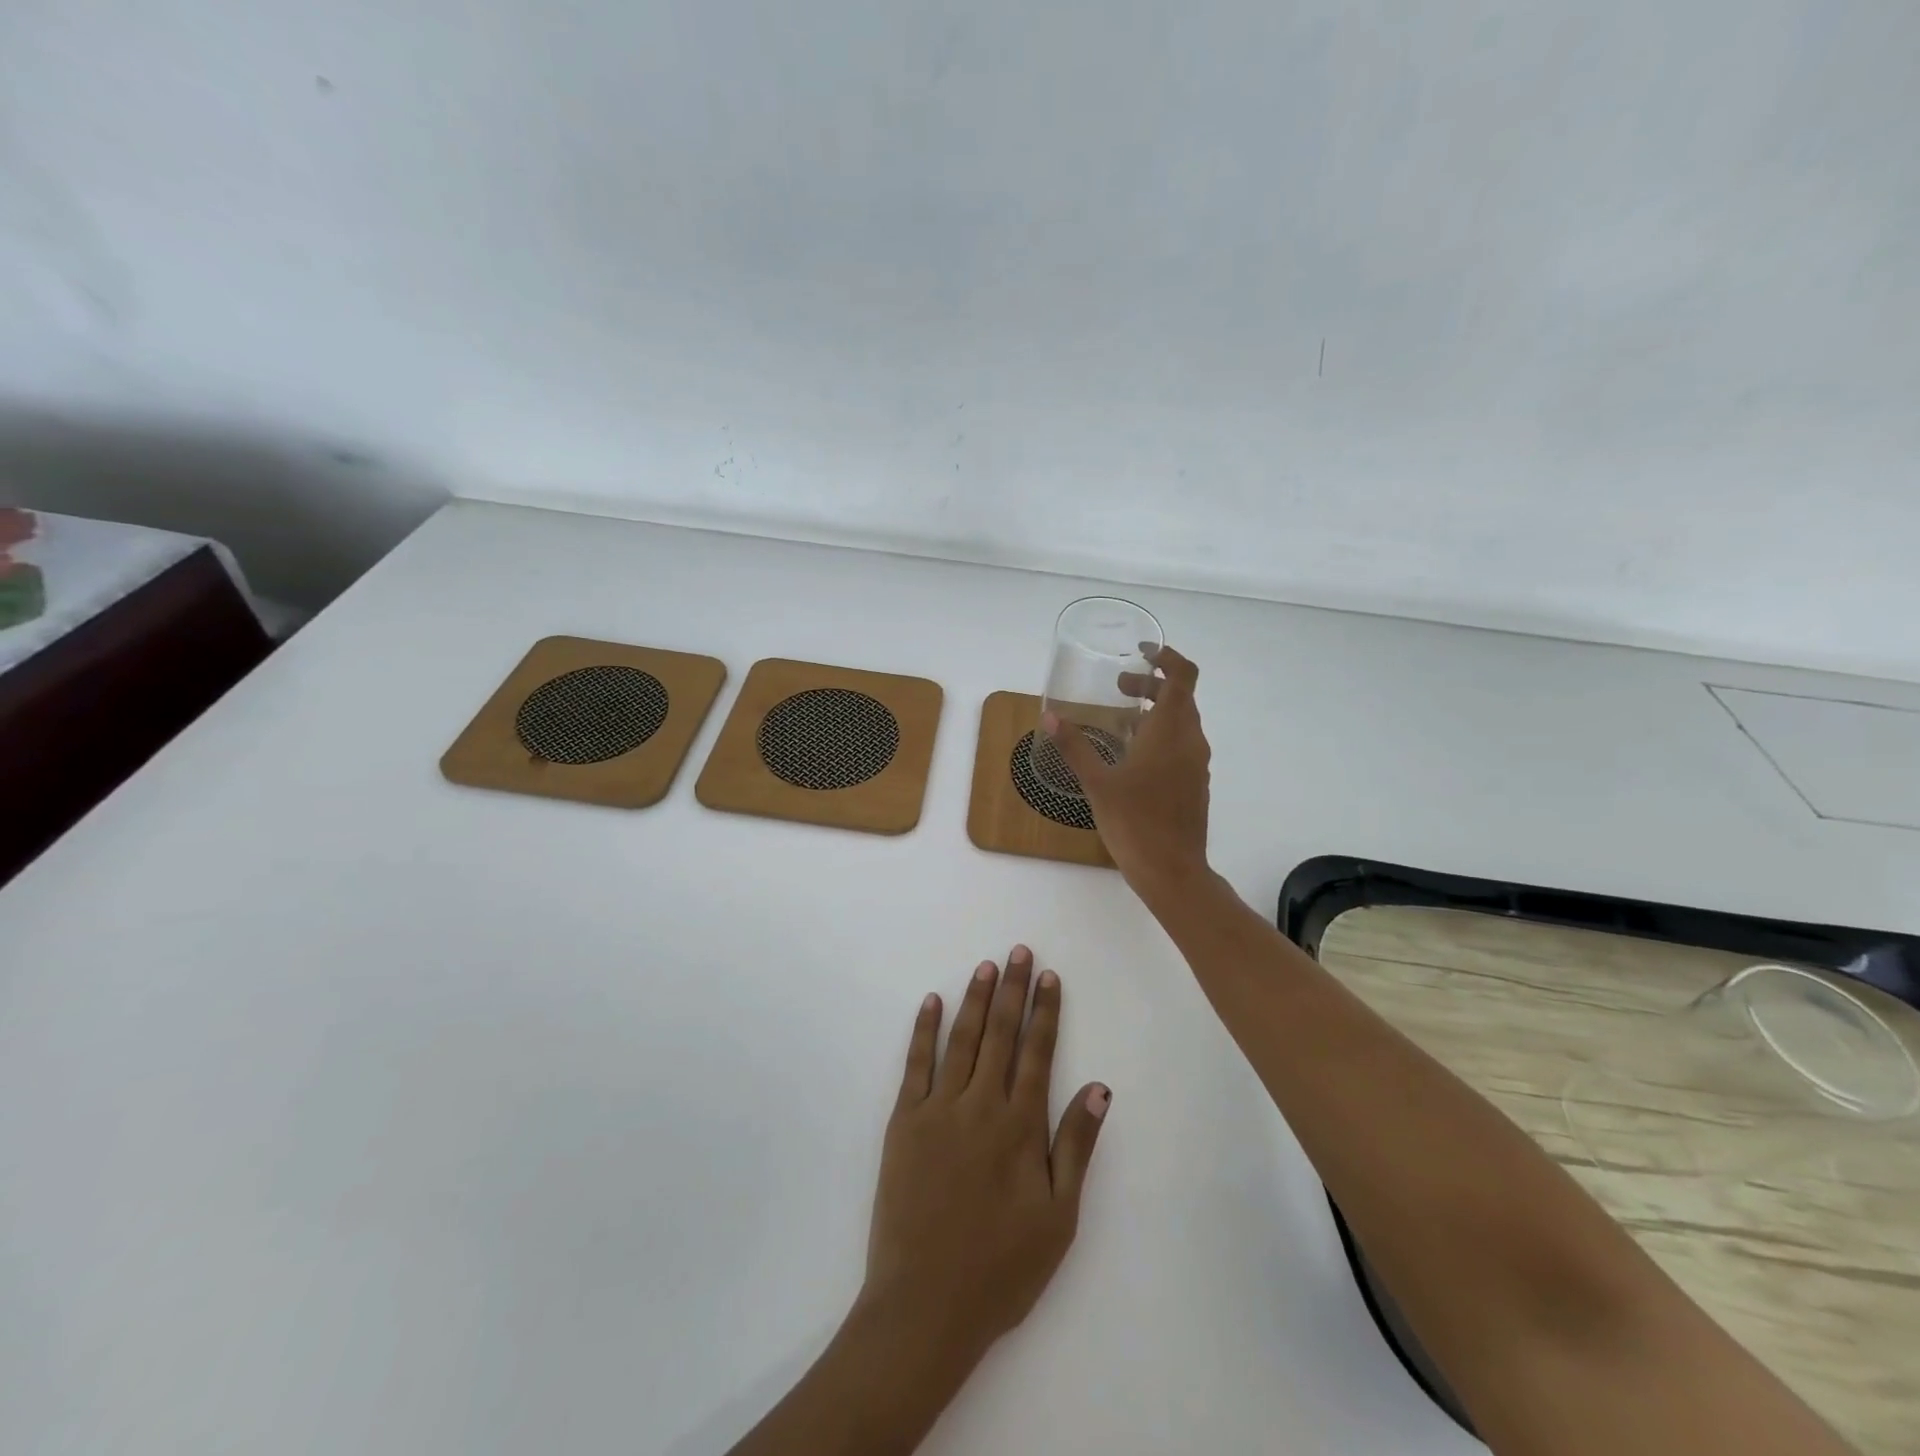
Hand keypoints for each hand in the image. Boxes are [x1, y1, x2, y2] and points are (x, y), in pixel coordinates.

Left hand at [861, 947, 1109, 1365]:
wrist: (925, 1305)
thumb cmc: (1000, 1268)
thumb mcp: (1058, 1217)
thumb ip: (1076, 1146)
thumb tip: (1099, 1087)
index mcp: (1020, 1126)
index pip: (1038, 1052)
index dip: (1045, 1011)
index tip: (1050, 977)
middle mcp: (981, 1105)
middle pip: (1000, 1034)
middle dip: (1012, 989)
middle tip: (1019, 951)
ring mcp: (938, 1109)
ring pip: (962, 1039)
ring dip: (975, 999)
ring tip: (986, 966)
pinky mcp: (904, 1121)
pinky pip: (916, 1064)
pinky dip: (924, 1029)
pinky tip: (932, 1001)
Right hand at [1043, 645, 1211, 898]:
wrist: (1172, 871)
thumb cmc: (1134, 823)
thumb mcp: (1097, 783)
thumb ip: (1075, 747)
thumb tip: (1050, 717)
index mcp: (1170, 732)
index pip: (1182, 677)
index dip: (1167, 657)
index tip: (1142, 652)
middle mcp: (1190, 741)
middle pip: (1180, 697)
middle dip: (1151, 684)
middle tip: (1119, 687)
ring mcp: (1196, 763)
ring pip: (1182, 721)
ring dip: (1155, 710)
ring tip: (1121, 719)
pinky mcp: (1195, 783)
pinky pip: (1182, 744)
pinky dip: (1161, 734)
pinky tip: (1133, 754)